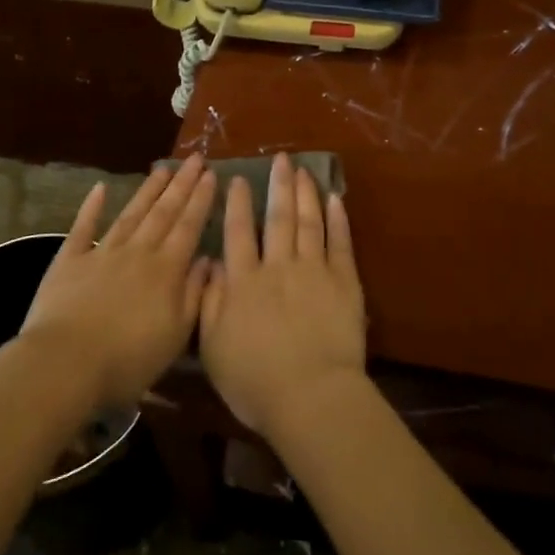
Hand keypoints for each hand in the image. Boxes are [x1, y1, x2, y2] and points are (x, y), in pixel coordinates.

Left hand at [18, 155, 216, 407]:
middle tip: (194, 158)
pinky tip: (100, 189)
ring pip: (131, 214)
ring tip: (162, 168)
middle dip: (181, 184)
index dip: (201, 200)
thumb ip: (194, 294)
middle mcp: (137, 252)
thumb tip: (208, 259)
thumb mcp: (176, 335)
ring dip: (148, 190)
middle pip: (163, 212)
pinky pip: (83, 228)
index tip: (212, 175)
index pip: (189, 227)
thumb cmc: (128, 359)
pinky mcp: (69, 261)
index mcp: (166, 270)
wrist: (65, 364)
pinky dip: (91, 207)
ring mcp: (102, 253)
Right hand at [199, 153, 366, 438]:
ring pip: (309, 222)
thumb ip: (210, 302)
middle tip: (280, 158)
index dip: (238, 204)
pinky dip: (338, 219)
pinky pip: (340, 243)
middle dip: (278, 185)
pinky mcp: (344, 282)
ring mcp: (314, 271)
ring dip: (305, 193)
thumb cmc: (255, 381)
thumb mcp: (214, 347)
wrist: (311, 396)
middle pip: (278, 218)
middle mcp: (278, 266)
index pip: (238, 232)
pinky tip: (335, 199)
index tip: (238, 178)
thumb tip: (211, 264)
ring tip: (303, 170)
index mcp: (245, 282)